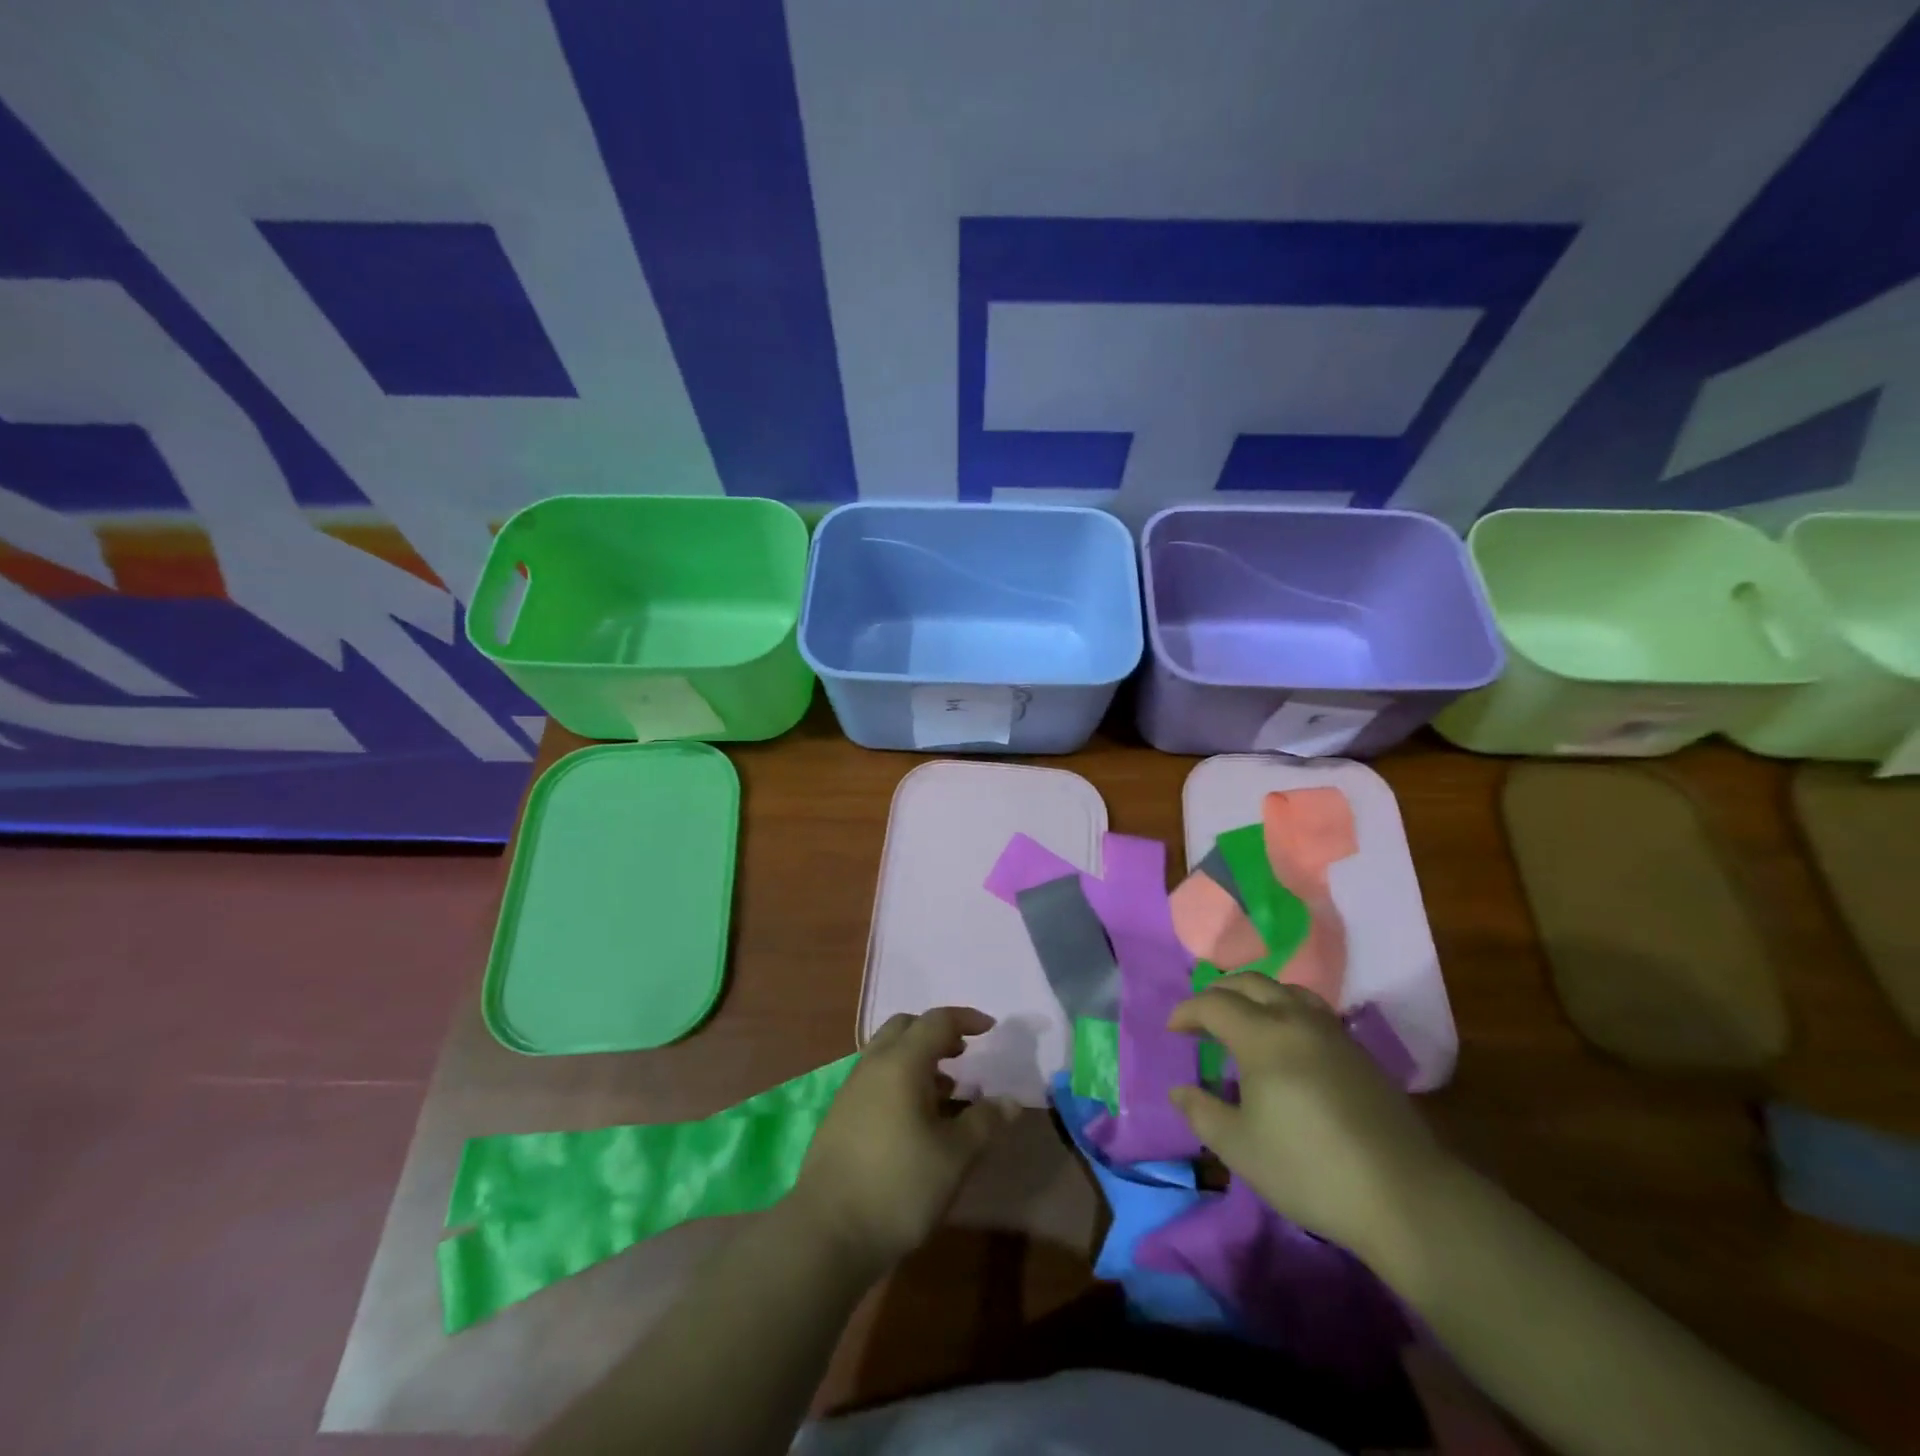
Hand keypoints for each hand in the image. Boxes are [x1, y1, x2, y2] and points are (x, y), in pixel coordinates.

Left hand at [788, 1008, 1018, 1275]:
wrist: (827, 1233)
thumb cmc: (899, 1186)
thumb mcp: (955, 1156)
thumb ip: (985, 1122)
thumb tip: (1010, 1100)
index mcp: (901, 1063)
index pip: (937, 1021)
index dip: (966, 1019)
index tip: (990, 1028)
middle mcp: (873, 1065)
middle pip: (906, 1027)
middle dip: (937, 1033)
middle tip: (963, 1054)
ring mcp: (851, 1090)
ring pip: (887, 1053)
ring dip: (918, 1058)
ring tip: (946, 1091)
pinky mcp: (840, 1116)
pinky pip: (876, 1078)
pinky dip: (901, 1080)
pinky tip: (916, 1118)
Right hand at [1167, 974, 1450, 1262]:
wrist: (1404, 1196)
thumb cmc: (1309, 1169)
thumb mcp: (1240, 1149)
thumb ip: (1202, 1113)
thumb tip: (1179, 1090)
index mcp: (1263, 1037)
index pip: (1214, 1004)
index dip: (1187, 1012)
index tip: (1172, 1030)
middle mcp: (1296, 1020)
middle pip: (1250, 983)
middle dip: (1219, 993)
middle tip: (1202, 1018)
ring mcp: (1333, 1033)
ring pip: (1286, 990)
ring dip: (1255, 996)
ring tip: (1243, 1021)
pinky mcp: (1359, 1052)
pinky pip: (1311, 1010)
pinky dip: (1285, 1010)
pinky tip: (1286, 1044)